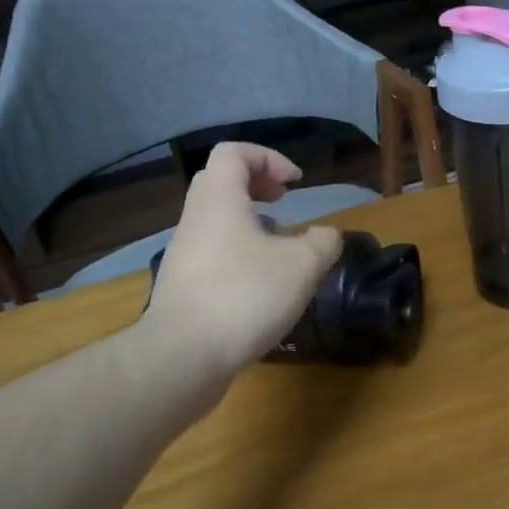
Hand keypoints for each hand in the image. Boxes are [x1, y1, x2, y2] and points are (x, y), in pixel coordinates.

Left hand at [143, 143, 343, 376]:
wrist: (183, 355)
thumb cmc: (244, 296)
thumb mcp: (302, 266)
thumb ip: (323, 243)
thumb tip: (327, 235)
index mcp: (219, 199)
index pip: (234, 153)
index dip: (268, 158)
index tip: (295, 184)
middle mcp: (195, 218)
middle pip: (221, 182)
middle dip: (257, 186)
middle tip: (284, 203)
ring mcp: (184, 253)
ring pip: (217, 220)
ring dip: (250, 223)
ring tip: (280, 248)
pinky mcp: (182, 285)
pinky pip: (212, 251)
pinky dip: (238, 253)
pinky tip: (261, 285)